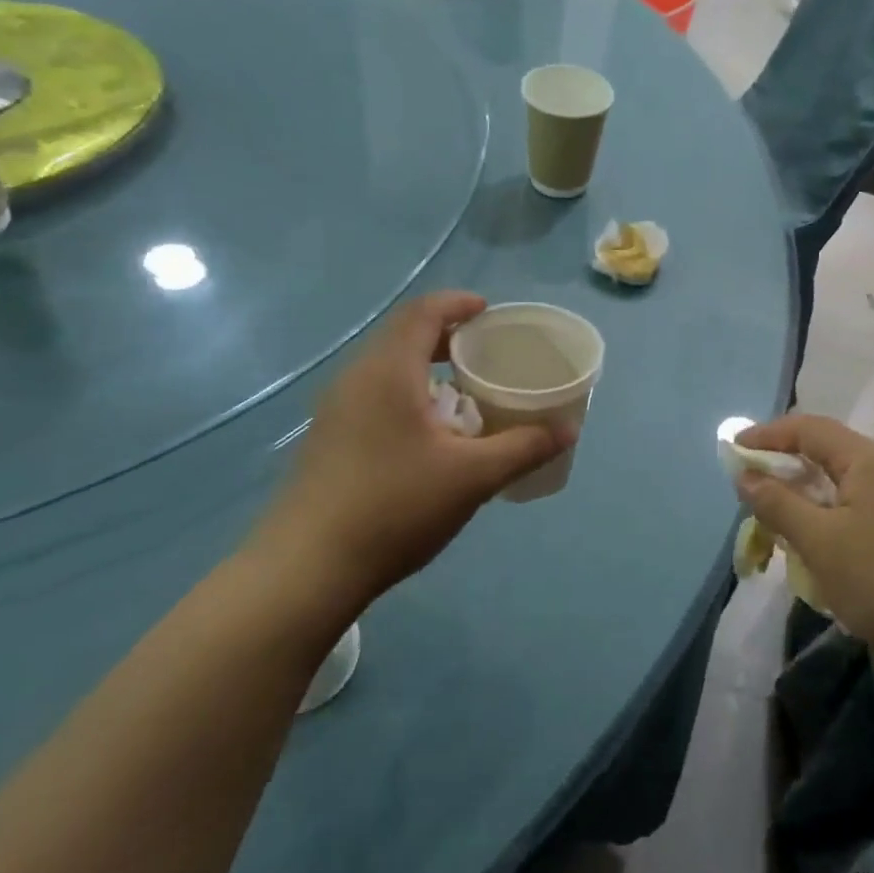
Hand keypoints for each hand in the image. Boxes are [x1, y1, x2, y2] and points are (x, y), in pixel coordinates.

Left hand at [248, 292, 571, 613]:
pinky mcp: (328, 440)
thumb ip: (523, 447)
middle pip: (402, 337)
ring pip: (387, 370)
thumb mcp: (472, 476)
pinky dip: (408, 395)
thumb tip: (567, 430)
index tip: (488, 311)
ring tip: (464, 394)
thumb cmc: (395, 506)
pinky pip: (374, 397)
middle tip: (485, 353)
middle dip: (446, 337)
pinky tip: (430, 436)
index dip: (457, 303)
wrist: (306, 568)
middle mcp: (356, 380)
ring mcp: (335, 411)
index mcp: (388, 372)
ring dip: (426, 369)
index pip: (422, 313)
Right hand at [735, 415, 873, 665]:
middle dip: (786, 464)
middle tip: (753, 485)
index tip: (735, 449)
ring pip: (846, 481)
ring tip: (781, 516)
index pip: (809, 428)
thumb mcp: (818, 541)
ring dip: (809, 492)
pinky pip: (863, 504)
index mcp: (868, 460)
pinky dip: (832, 512)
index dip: (768, 434)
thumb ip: (777, 503)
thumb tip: (745, 475)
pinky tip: (823, 541)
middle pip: (829, 451)